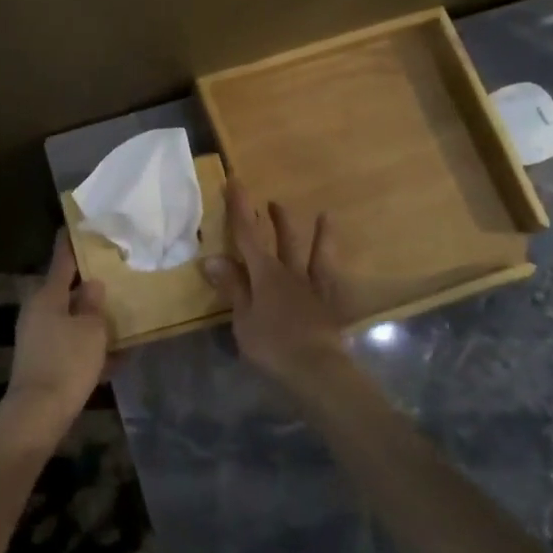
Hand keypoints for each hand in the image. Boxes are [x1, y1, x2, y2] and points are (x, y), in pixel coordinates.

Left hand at [0, 231, 109, 439]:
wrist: (38, 414)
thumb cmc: (67, 362)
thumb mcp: (91, 330)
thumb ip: (94, 304)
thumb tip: (93, 285)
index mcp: (48, 295)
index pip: (62, 258)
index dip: (71, 241)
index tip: (78, 224)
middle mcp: (38, 310)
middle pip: (66, 290)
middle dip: (88, 284)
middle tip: (113, 273)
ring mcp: (38, 336)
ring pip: (70, 318)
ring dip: (91, 317)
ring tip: (120, 314)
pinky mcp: (42, 360)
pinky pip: (70, 345)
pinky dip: (89, 346)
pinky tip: (116, 355)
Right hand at [202, 180, 349, 388]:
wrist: (317, 370)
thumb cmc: (272, 345)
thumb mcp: (243, 318)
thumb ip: (232, 287)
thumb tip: (213, 257)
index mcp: (265, 274)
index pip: (247, 234)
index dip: (240, 207)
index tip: (235, 182)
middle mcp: (290, 273)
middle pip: (282, 240)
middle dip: (274, 219)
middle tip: (271, 202)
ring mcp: (313, 289)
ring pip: (315, 255)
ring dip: (318, 235)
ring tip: (324, 216)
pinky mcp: (330, 307)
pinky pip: (335, 284)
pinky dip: (338, 274)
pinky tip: (340, 264)